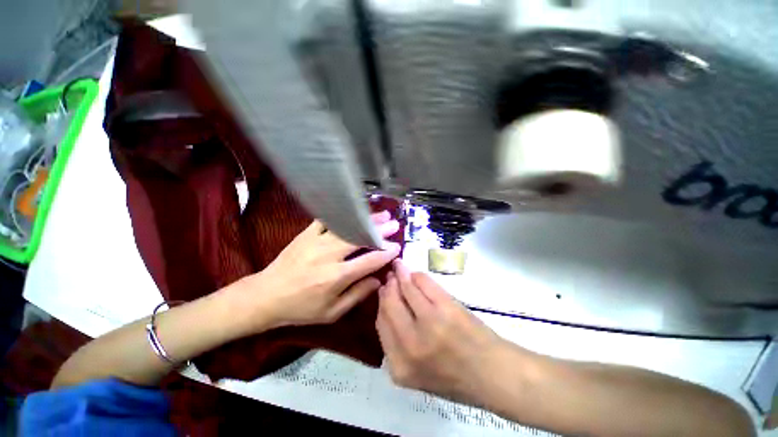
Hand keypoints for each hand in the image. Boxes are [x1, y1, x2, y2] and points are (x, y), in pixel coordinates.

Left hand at [240, 211, 400, 330]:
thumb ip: (358, 295)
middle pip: (360, 238)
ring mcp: (316, 241)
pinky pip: (327, 220)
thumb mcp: (332, 312)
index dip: (385, 253)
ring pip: (347, 226)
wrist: (266, 296)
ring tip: (382, 215)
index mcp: (336, 277)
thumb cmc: (301, 308)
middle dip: (380, 231)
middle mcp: (329, 255)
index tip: (397, 247)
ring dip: (366, 220)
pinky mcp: (306, 234)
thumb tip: (378, 280)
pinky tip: (354, 211)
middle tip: (394, 224)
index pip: (369, 261)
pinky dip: (342, 214)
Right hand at [376, 260, 508, 404]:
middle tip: (390, 277)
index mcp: (399, 365)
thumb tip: (387, 306)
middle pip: (389, 303)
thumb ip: (396, 345)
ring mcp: (429, 322)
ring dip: (400, 274)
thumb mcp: (416, 372)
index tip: (383, 291)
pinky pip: (423, 282)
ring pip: (405, 288)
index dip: (381, 303)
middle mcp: (410, 344)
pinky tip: (415, 274)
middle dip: (388, 286)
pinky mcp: (445, 307)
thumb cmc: (454, 377)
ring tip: (399, 267)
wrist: (492, 374)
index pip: (380, 323)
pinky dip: (416, 275)